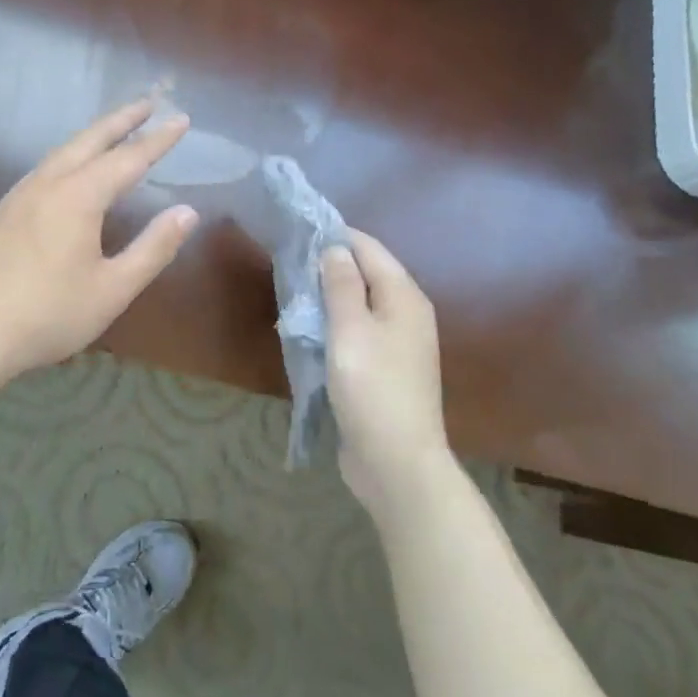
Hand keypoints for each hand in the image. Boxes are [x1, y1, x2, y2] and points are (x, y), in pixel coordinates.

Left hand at [0, 97, 199, 388]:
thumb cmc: (47, 315)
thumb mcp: (112, 289)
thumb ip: (153, 248)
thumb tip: (187, 212)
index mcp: (79, 196)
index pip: (129, 157)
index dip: (158, 139)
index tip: (182, 119)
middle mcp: (49, 183)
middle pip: (92, 139)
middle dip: (123, 119)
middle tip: (150, 101)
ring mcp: (20, 194)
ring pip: (64, 150)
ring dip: (95, 134)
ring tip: (116, 129)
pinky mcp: (2, 210)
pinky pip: (46, 167)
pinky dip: (72, 154)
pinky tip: (72, 170)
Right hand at [322, 230, 453, 520]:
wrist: (397, 464)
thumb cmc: (372, 388)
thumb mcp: (350, 329)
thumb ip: (341, 284)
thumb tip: (335, 248)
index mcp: (404, 296)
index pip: (369, 248)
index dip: (336, 237)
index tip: (300, 232)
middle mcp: (407, 313)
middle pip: (366, 275)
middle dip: (330, 267)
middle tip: (290, 264)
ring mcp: (399, 344)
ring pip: (360, 305)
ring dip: (330, 298)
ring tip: (294, 294)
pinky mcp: (386, 370)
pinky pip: (358, 333)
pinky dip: (335, 326)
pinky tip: (310, 331)